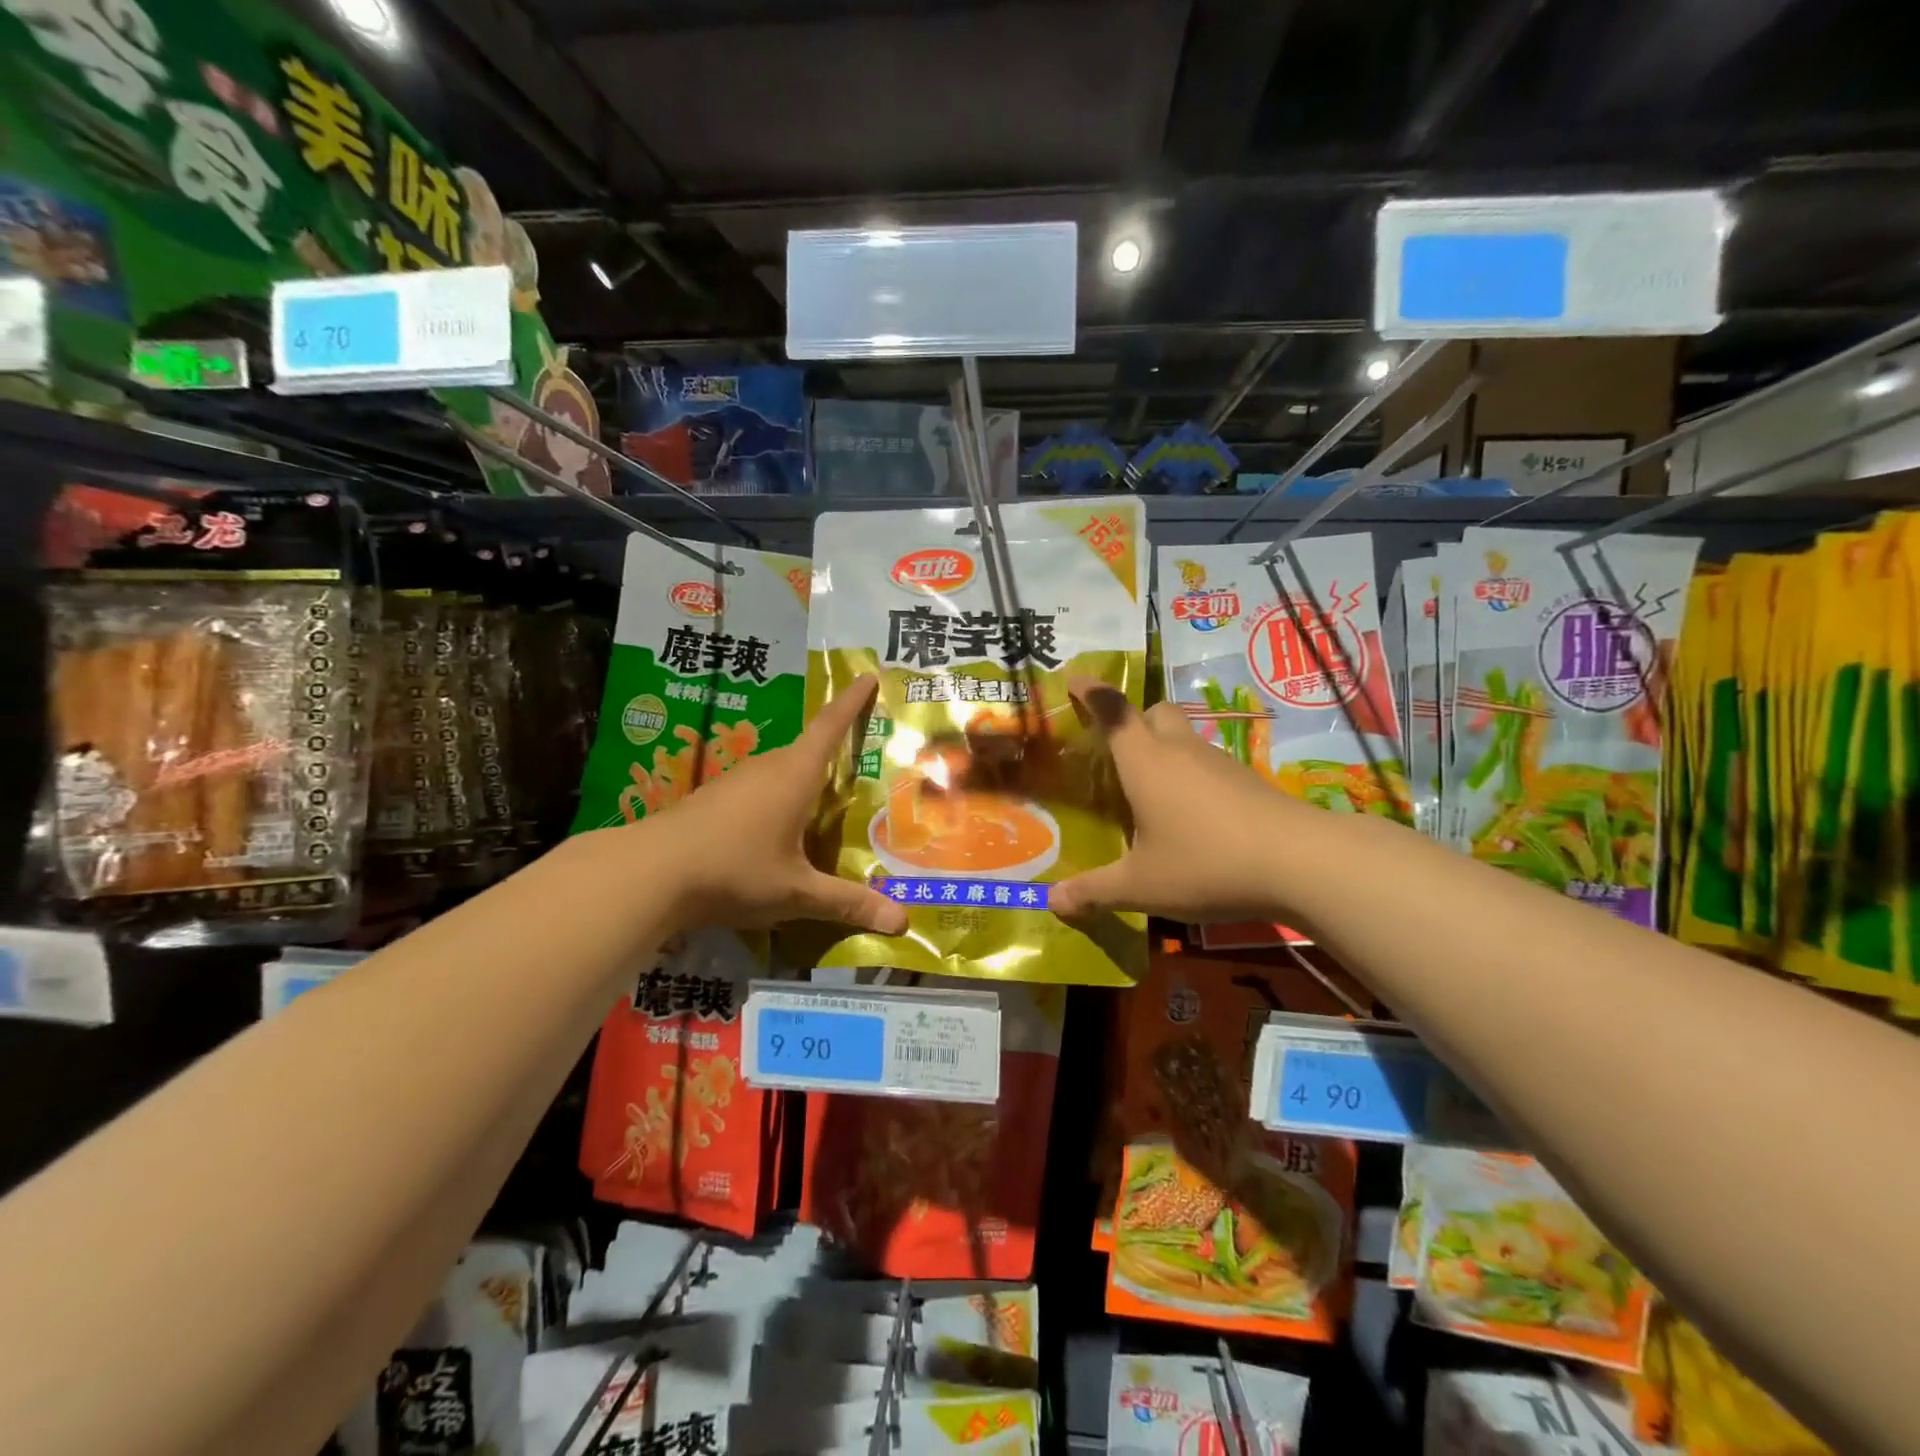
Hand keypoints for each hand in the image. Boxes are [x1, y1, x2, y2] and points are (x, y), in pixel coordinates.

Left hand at [631, 674, 909, 935]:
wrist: (648, 874)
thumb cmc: (734, 871)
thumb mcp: (797, 892)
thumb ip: (847, 903)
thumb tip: (902, 922)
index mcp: (795, 774)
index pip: (830, 726)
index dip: (851, 701)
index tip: (868, 675)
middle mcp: (767, 767)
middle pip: (807, 749)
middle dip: (834, 750)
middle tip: (861, 761)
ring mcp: (735, 781)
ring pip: (780, 771)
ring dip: (802, 779)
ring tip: (824, 800)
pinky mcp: (711, 799)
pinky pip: (757, 789)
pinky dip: (776, 799)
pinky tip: (776, 829)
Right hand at [1049, 681, 1319, 922]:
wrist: (1300, 862)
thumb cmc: (1205, 863)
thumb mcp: (1140, 886)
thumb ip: (1094, 891)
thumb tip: (1052, 900)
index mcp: (1144, 762)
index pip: (1113, 711)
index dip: (1091, 692)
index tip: (1074, 680)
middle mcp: (1180, 750)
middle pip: (1154, 712)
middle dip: (1133, 720)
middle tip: (1117, 752)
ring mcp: (1219, 763)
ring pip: (1184, 738)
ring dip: (1164, 751)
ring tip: (1151, 792)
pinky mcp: (1248, 781)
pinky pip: (1208, 765)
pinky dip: (1192, 777)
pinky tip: (1192, 816)